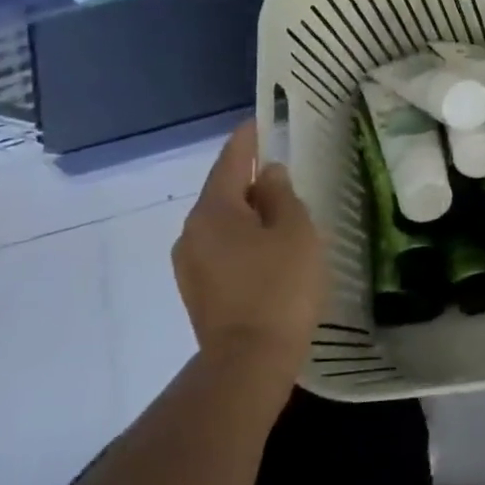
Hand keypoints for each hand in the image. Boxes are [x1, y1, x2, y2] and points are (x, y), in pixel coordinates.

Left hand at [172, 120, 324, 376]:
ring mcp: (190, 264)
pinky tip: (267, 250)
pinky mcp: (198, 291)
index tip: (259, 121)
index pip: (231, 161)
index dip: (247, 139)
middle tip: (282, 172)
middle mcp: (192, 231)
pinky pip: (221, 248)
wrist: (249, 362)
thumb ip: (282, 195)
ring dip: (248, 213)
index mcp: (214, 210)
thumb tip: (269, 175)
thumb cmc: (279, 287)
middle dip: (250, 179)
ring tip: (280, 213)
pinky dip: (242, 239)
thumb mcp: (295, 231)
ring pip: (222, 223)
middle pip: (223, 192)